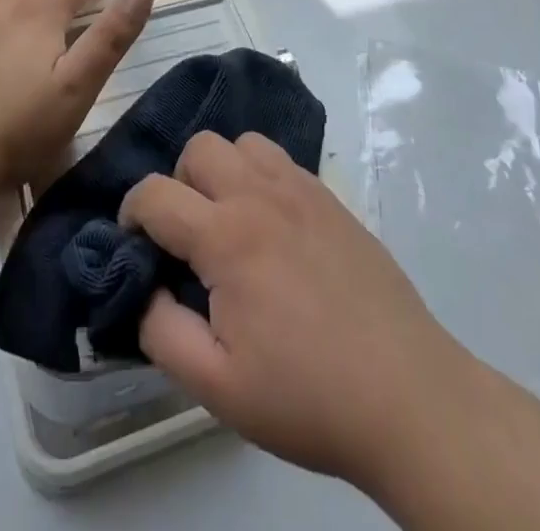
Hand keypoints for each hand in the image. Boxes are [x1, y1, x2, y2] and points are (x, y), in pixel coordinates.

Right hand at [121, 131, 472, 495]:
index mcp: (227, 237)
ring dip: (222, 171)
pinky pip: (280, 159)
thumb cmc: (308, 396)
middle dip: (177, 183)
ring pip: (241, 142)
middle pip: (198, 148)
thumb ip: (163, 333)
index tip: (134, 244)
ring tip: (229, 221)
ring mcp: (301, 190)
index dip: (131, 214)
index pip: (155, 194)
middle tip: (187, 236)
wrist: (408, 396)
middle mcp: (260, 195)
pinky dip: (259, 174)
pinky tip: (271, 223)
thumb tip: (144, 290)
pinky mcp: (331, 198)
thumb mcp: (218, 387)